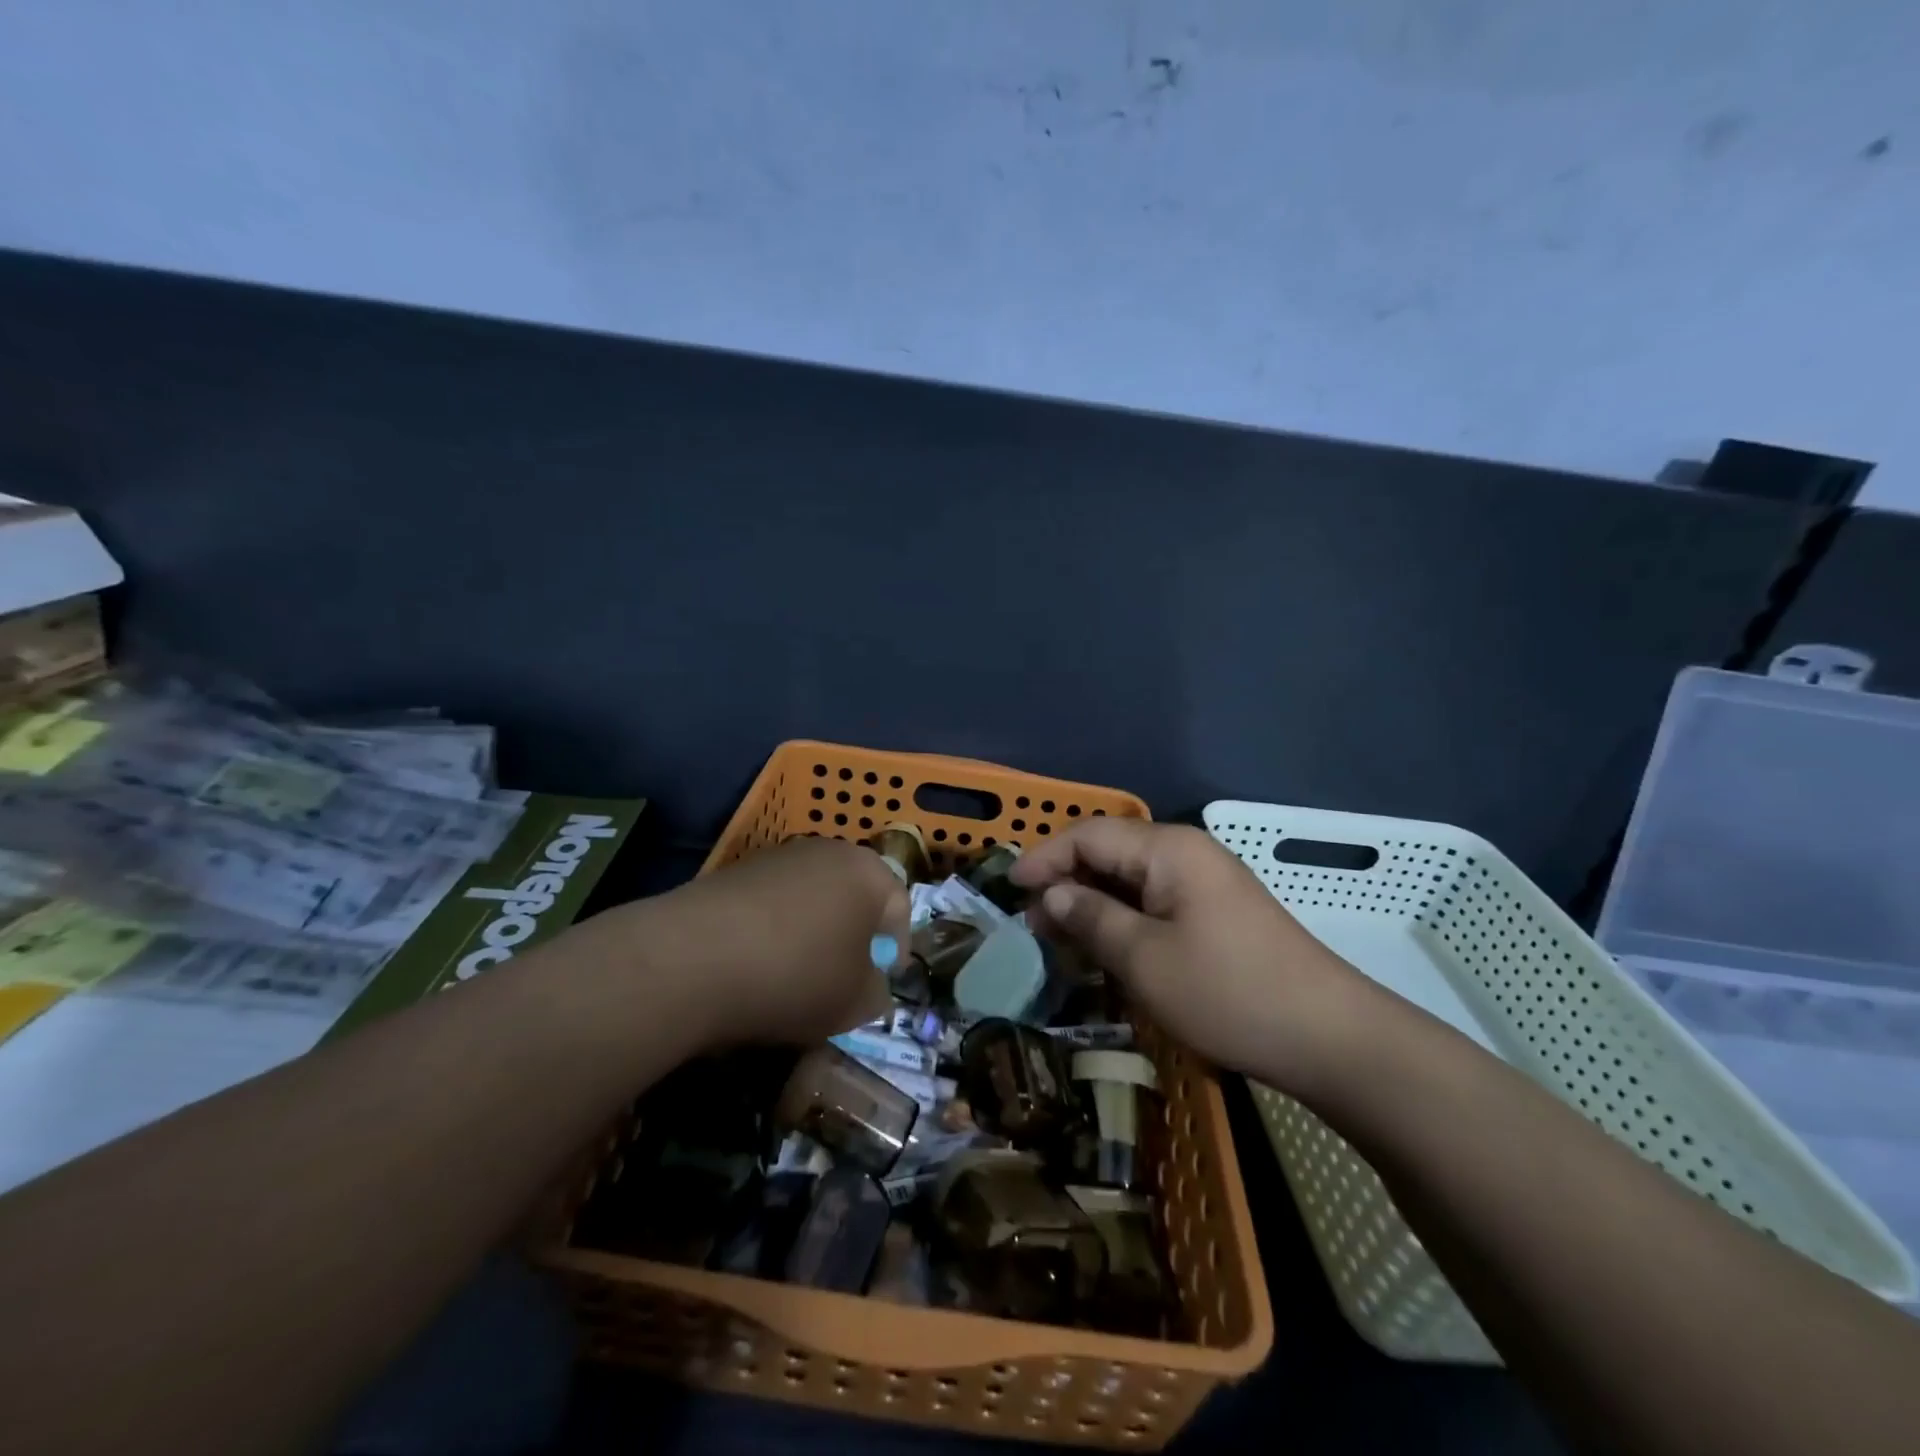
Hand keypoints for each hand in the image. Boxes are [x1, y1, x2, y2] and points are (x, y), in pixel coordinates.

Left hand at [635, 836, 908, 1047]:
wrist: (692, 958)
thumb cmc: (796, 975)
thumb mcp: (856, 1003)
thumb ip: (878, 992)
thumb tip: (870, 984)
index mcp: (868, 872)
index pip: (900, 908)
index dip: (894, 951)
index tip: (877, 985)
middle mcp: (828, 852)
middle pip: (854, 898)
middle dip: (852, 938)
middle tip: (840, 980)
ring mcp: (778, 857)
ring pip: (812, 899)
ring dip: (812, 933)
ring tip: (793, 976)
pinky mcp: (735, 871)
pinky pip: (772, 904)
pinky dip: (773, 930)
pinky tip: (755, 965)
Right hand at [1012, 820, 1372, 1091]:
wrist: (1330, 1038)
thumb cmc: (1227, 992)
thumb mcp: (1144, 959)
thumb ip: (1092, 918)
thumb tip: (1054, 894)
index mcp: (1168, 850)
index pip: (1089, 835)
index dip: (1045, 858)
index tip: (1010, 890)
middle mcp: (1187, 854)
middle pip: (1110, 852)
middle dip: (1066, 882)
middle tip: (1031, 924)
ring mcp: (1206, 883)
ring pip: (1131, 880)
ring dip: (1092, 903)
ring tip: (1058, 939)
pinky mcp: (1217, 913)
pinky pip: (1155, 902)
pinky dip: (1122, 919)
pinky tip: (1104, 947)